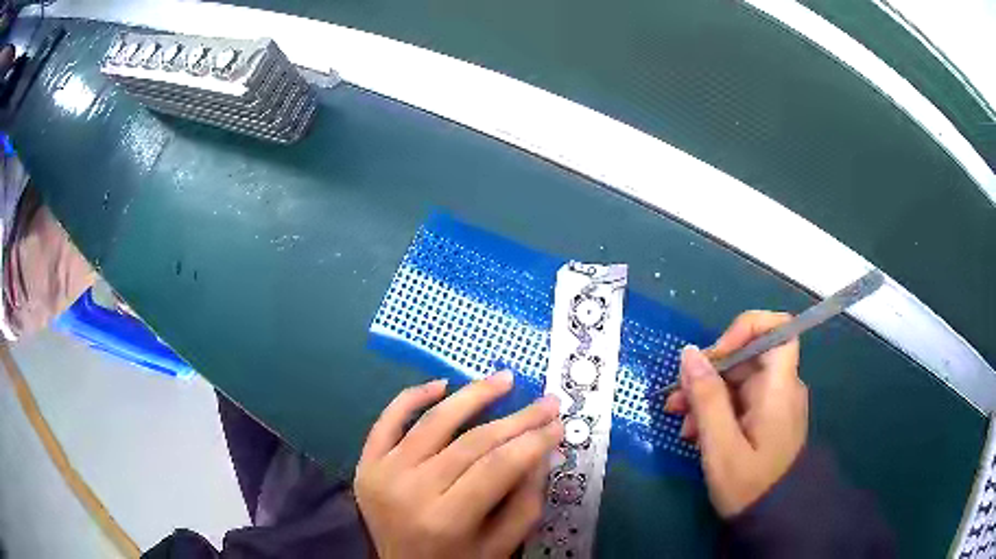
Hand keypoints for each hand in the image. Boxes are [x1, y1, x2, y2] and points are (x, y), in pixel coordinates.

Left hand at [354, 372, 563, 558]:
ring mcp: (383, 473)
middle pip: (472, 442)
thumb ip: (526, 500)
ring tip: (504, 379)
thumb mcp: (502, 544)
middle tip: (547, 401)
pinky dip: (413, 396)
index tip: (559, 423)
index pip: (498, 466)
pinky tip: (442, 384)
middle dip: (517, 418)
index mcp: (446, 519)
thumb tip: (542, 449)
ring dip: (473, 395)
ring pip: (434, 421)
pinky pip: (387, 419)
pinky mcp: (367, 463)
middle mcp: (411, 491)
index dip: (533, 440)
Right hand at [664, 311, 807, 517]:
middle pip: (748, 356)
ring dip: (706, 395)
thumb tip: (689, 353)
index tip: (713, 356)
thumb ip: (707, 399)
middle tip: (676, 400)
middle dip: (709, 373)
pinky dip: (717, 410)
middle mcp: (781, 386)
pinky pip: (740, 400)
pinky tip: (696, 433)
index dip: (745, 329)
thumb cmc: (750, 485)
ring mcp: (774, 402)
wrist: (774, 518)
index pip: (778, 328)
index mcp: (779, 387)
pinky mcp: (765, 418)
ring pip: (739, 380)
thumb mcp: (721, 446)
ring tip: (680, 424)